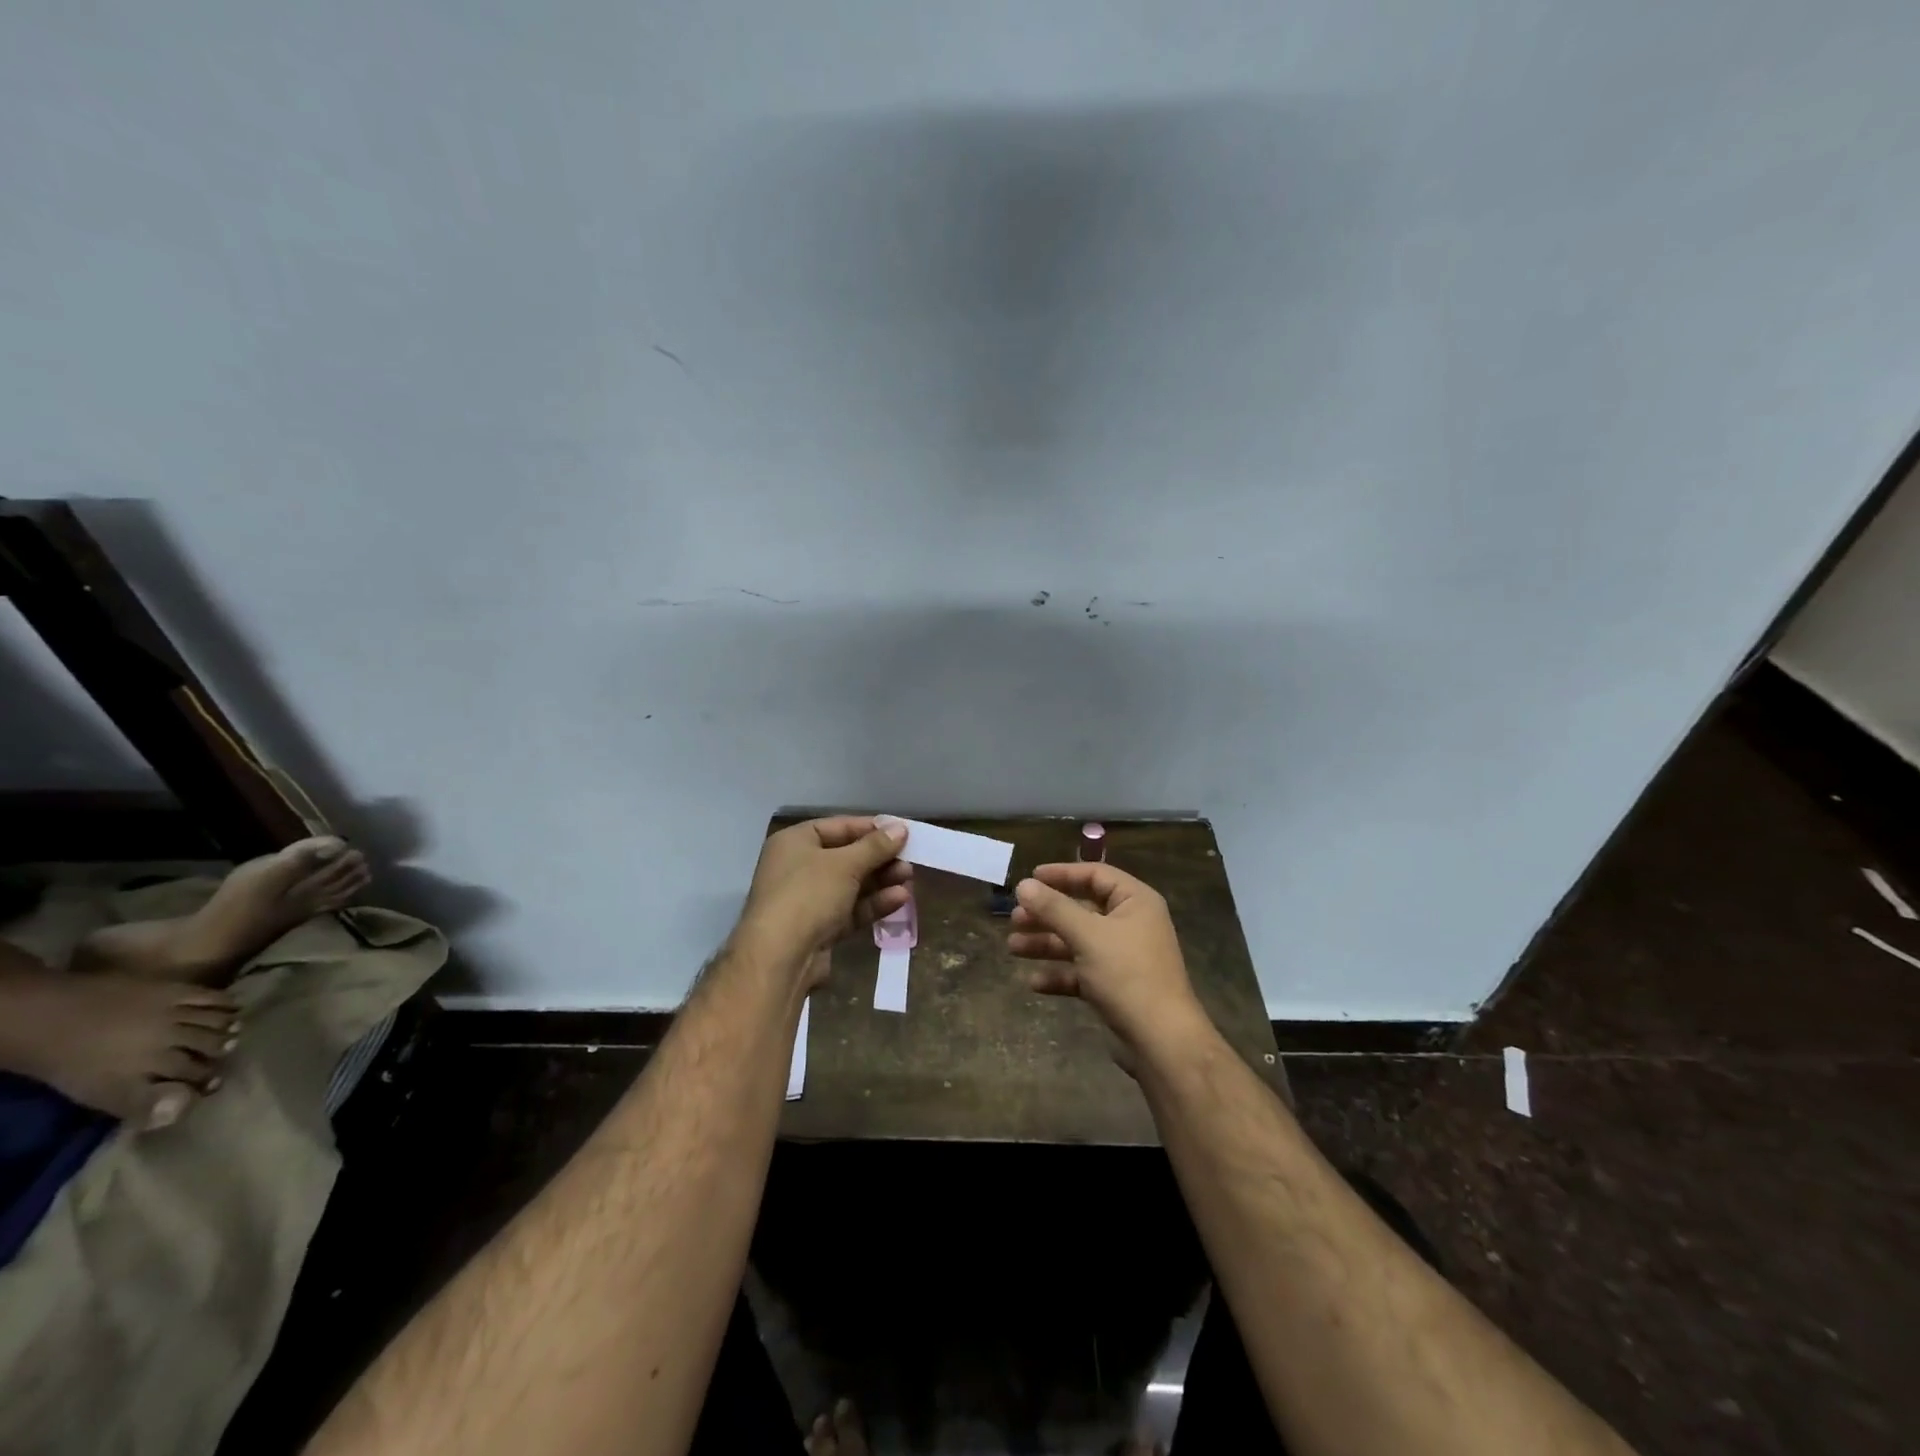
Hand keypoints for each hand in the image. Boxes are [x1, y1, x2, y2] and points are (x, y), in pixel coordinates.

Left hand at [734, 816, 911, 982]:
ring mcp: (808, 900)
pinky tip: (899, 899)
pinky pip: (850, 910)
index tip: (901, 832)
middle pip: (846, 856)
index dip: (871, 828)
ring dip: (880, 881)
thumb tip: (900, 828)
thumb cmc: (808, 895)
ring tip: (909, 878)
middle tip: (909, 858)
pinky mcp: (819, 928)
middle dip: (879, 858)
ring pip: (851, 885)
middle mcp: (798, 867)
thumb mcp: (845, 864)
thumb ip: (875, 846)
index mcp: (795, 842)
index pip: (838, 826)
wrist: (779, 958)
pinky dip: (873, 904)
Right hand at [1007, 862, 1208, 1052]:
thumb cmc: (1127, 975)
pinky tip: (1034, 982)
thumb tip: (1023, 885)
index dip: (1061, 874)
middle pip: (1082, 909)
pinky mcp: (1115, 987)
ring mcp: (1123, 957)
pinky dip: (1060, 974)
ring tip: (1014, 947)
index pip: (1095, 875)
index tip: (1030, 879)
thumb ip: (1054, 908)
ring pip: (1078, 942)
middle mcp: (1131, 924)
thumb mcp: (1087, 936)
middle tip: (1015, 918)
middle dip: (1047, 914)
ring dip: (1047, 943)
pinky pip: (1082, 972)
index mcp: (1135, 902)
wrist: (1161, 1041)